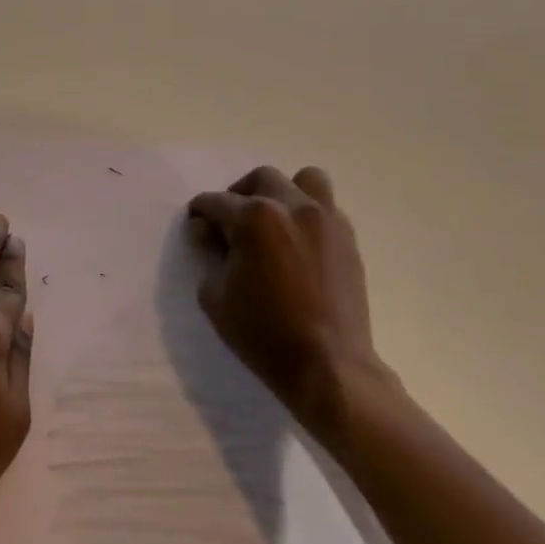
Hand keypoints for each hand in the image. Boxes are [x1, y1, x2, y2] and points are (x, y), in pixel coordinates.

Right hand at [187, 166, 394, 455]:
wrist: (328, 365)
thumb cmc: (263, 333)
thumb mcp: (215, 297)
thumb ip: (210, 256)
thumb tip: (212, 235)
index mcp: (254, 219)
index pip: (216, 201)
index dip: (200, 213)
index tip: (197, 227)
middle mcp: (291, 206)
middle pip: (260, 178)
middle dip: (239, 194)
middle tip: (231, 222)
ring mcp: (325, 219)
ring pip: (304, 180)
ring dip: (282, 192)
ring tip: (272, 220)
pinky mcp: (347, 238)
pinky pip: (325, 207)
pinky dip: (307, 214)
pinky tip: (297, 242)